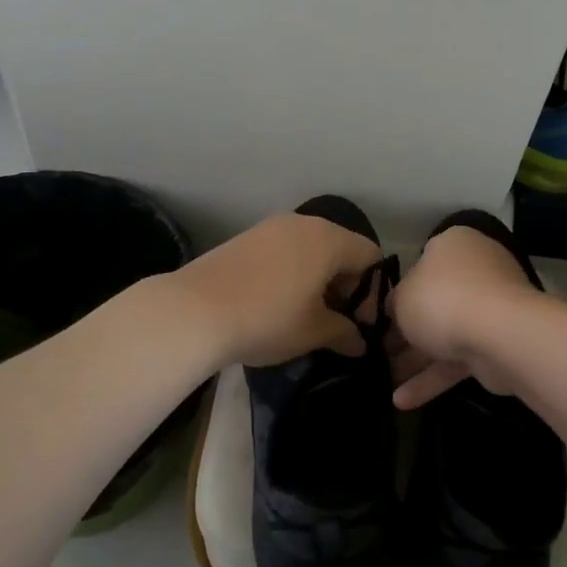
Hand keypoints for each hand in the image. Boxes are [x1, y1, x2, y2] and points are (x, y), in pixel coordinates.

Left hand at [171, 211, 381, 367]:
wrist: (194, 311)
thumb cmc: (267, 319)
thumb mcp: (313, 332)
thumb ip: (344, 333)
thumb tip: (360, 342)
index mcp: (328, 240)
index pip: (370, 256)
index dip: (373, 291)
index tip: (358, 323)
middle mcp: (303, 223)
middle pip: (340, 249)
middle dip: (344, 285)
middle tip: (335, 321)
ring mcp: (270, 227)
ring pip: (309, 249)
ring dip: (316, 278)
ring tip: (304, 314)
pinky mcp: (245, 237)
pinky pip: (283, 250)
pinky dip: (291, 272)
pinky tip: (275, 302)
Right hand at [388, 223, 545, 407]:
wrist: (497, 334)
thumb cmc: (441, 299)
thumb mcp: (401, 297)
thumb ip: (394, 303)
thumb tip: (395, 310)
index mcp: (453, 245)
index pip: (422, 262)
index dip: (399, 290)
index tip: (380, 314)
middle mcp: (476, 270)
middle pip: (434, 302)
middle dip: (406, 331)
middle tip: (378, 350)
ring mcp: (491, 308)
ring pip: (446, 334)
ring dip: (416, 360)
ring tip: (382, 381)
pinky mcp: (498, 345)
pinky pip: (458, 360)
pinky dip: (432, 379)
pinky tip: (402, 401)